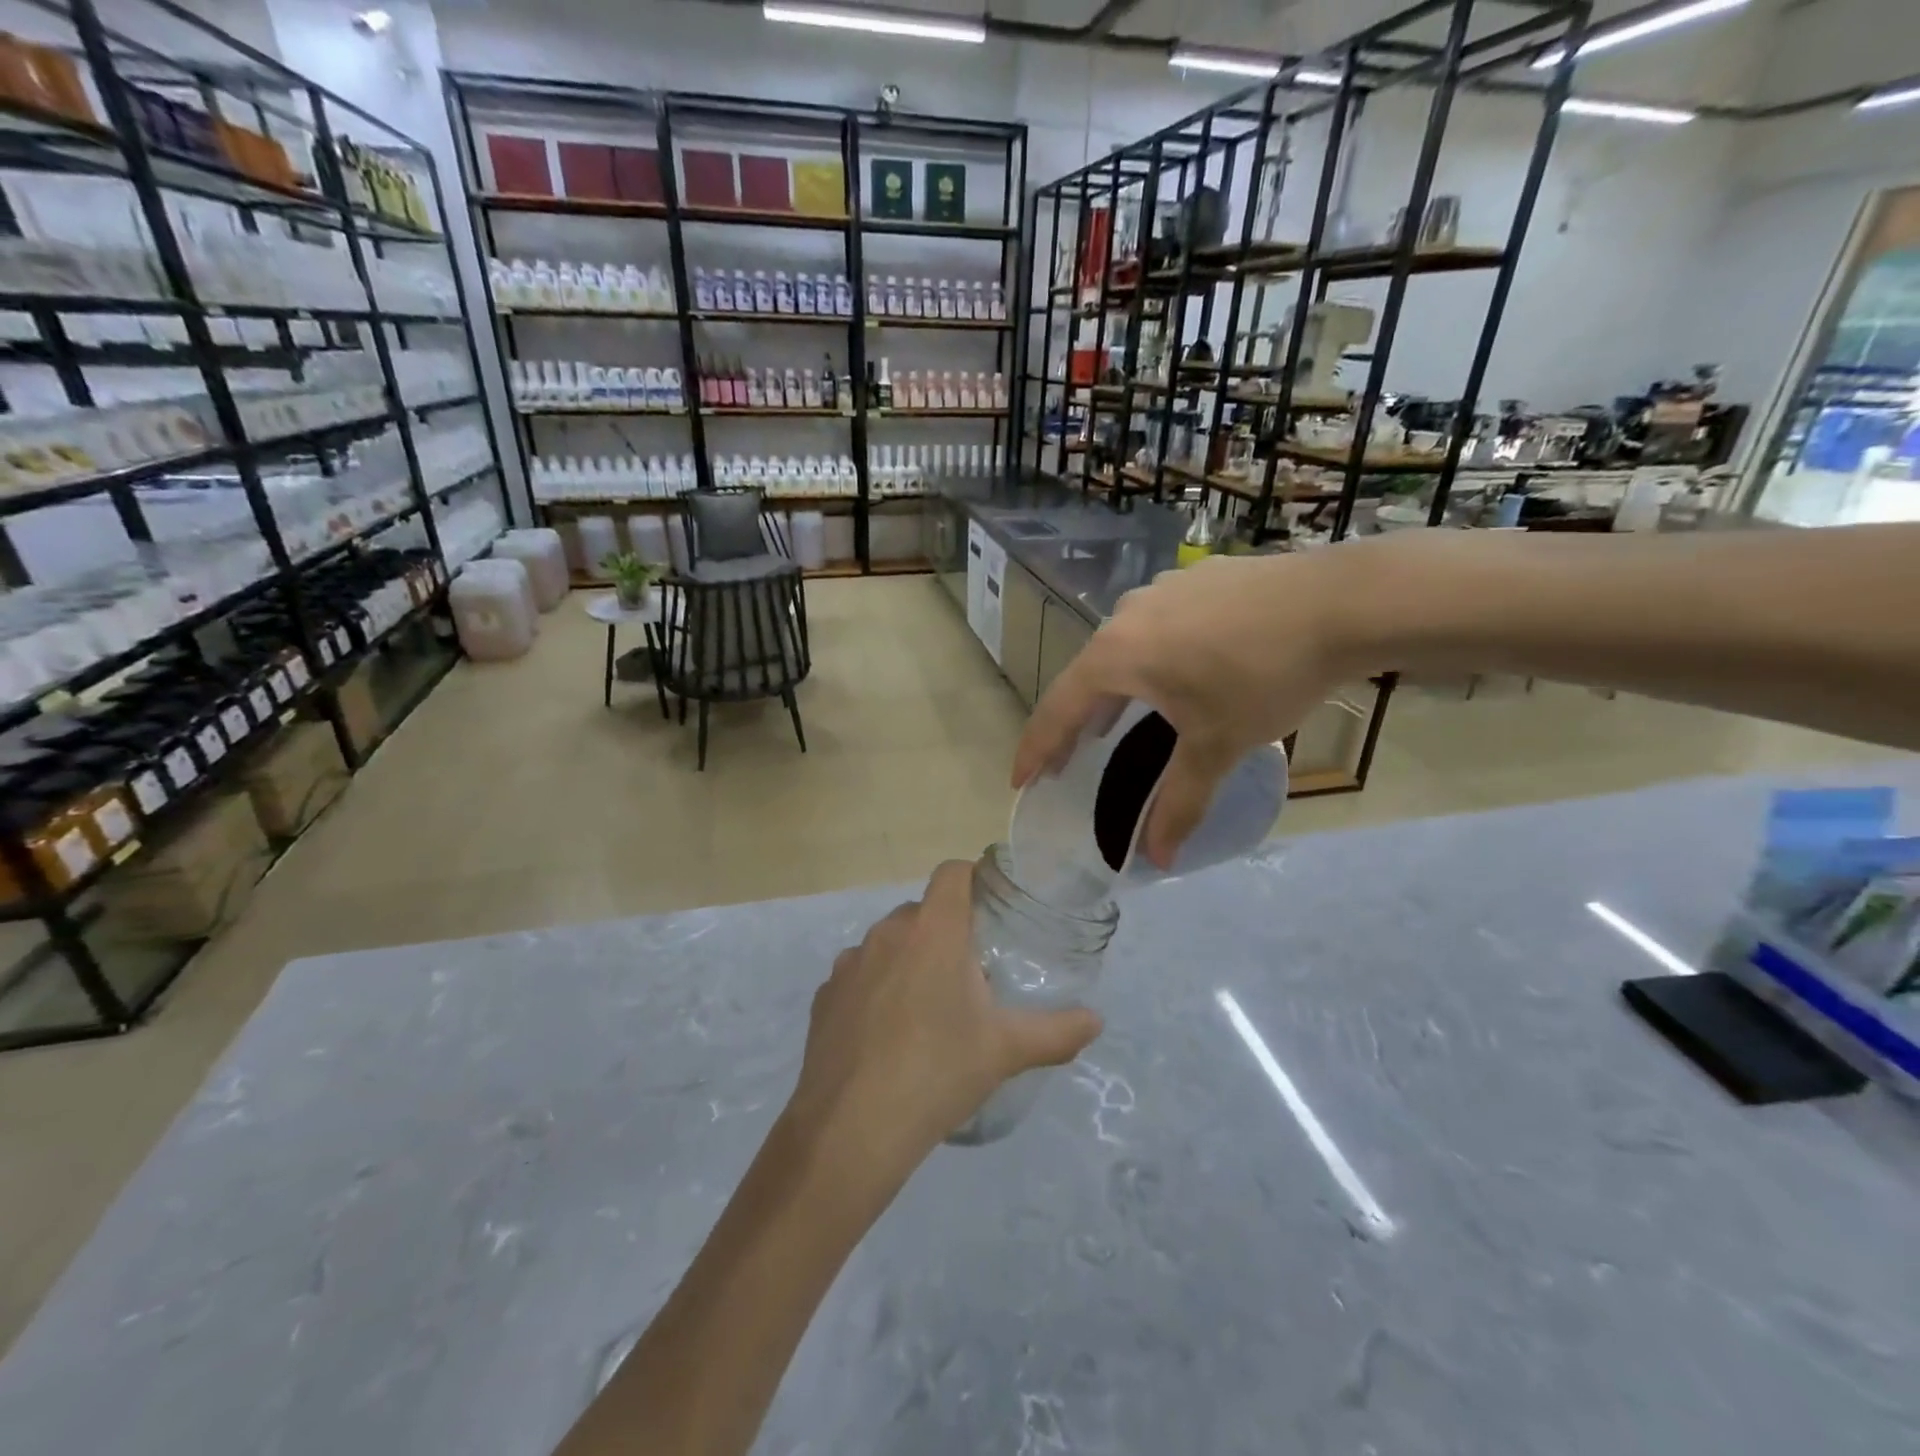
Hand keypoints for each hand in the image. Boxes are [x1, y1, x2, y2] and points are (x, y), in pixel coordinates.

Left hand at [786, 860, 1102, 1182]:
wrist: (851, 1128)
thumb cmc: (937, 1072)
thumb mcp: (1005, 1051)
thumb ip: (1057, 1032)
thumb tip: (1096, 1021)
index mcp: (933, 931)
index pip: (952, 873)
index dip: (973, 879)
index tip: (991, 910)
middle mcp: (888, 933)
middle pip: (922, 912)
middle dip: (946, 933)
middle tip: (969, 977)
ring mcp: (849, 963)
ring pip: (888, 944)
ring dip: (909, 961)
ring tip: (927, 1012)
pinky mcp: (824, 995)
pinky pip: (859, 976)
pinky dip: (875, 990)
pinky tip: (886, 1037)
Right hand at [1014, 550, 1360, 866]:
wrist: (1341, 601)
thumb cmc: (1263, 677)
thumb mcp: (1217, 746)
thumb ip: (1180, 804)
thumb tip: (1155, 861)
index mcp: (1116, 655)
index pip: (1059, 709)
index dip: (1036, 749)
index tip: (1020, 780)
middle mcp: (1126, 616)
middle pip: (1086, 677)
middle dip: (1075, 723)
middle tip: (1069, 760)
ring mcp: (1162, 590)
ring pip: (1122, 648)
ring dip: (1114, 688)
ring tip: (1119, 720)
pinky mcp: (1196, 578)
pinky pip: (1157, 626)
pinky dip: (1151, 658)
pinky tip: (1179, 671)